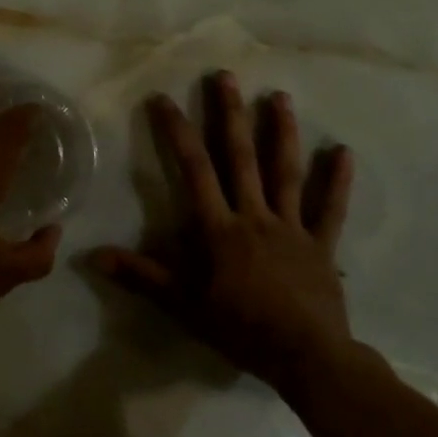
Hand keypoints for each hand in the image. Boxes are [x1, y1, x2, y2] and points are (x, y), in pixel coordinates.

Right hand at [92, 72, 359, 397]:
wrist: (307, 360)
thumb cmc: (241, 330)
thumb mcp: (183, 305)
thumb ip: (142, 276)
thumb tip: (93, 256)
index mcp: (220, 228)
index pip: (194, 169)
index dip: (177, 132)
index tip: (164, 98)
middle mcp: (255, 215)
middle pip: (240, 157)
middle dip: (230, 115)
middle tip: (225, 76)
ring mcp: (292, 227)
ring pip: (285, 172)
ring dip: (282, 132)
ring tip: (279, 96)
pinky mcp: (321, 244)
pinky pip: (330, 209)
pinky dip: (337, 181)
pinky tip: (344, 151)